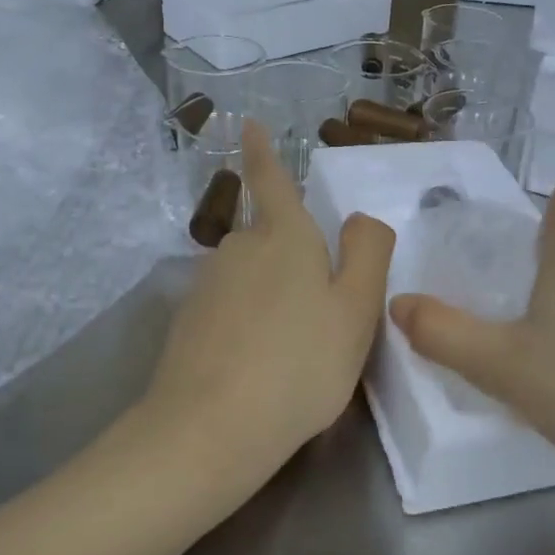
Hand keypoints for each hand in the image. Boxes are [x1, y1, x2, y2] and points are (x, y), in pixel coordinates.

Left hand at [141, 122, 394, 497]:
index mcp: (284, 236)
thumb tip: (358, 220)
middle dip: (292, 255)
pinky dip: (248, 323)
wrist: (209, 430)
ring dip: (272, 295)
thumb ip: (367, 254)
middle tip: (322, 310)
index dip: (263, 152)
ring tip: (295, 349)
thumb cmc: (300, 364)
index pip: (272, 180)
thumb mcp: (356, 311)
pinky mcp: (187, 322)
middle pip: (269, 237)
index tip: (247, 125)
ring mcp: (206, 285)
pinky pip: (229, 308)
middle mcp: (239, 248)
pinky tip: (260, 365)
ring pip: (250, 275)